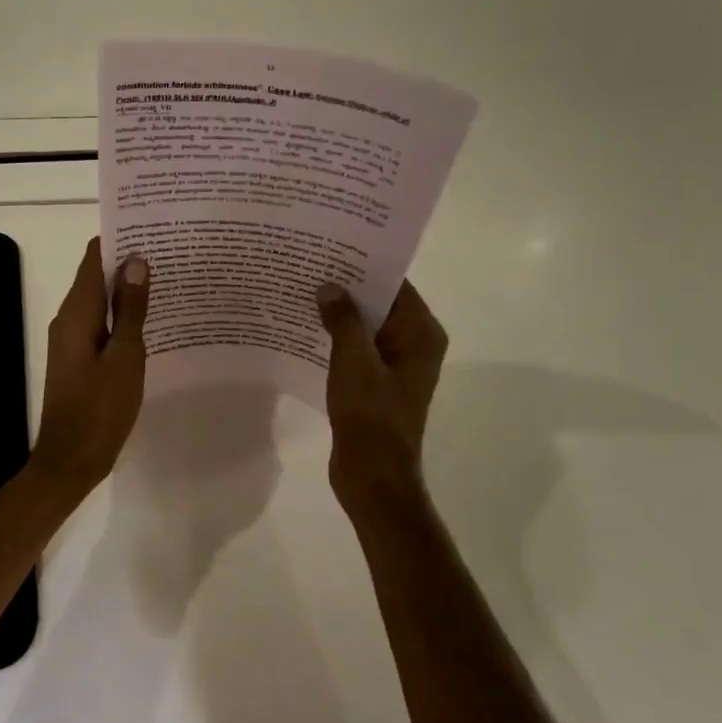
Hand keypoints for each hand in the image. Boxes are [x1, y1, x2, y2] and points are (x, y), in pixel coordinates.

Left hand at [31, 239, 150, 493]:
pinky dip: (121, 316)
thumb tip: (135, 260)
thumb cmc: (101, 408)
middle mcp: (68, 319)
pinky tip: (151, 320)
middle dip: (127, 262)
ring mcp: (71, 340)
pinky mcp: (78, 358)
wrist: (71, 459)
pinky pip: (100, 324)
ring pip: (99, 302)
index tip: (151, 228)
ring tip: (167, 279)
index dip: (118, 239)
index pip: (93, 258)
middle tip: (170, 252)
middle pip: (95, 276)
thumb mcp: (125, 356)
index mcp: (76, 313)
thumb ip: (131, 309)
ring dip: (126, 290)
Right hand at [316, 281, 446, 520]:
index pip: (394, 285)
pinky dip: (336, 337)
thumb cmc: (371, 415)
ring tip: (300, 290)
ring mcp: (395, 364)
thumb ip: (343, 319)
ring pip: (365, 326)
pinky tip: (305, 327)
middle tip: (308, 265)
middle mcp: (414, 344)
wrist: (373, 475)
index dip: (363, 266)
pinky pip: (357, 348)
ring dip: (338, 313)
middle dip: (346, 287)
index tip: (330, 247)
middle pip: (380, 303)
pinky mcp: (376, 382)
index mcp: (421, 334)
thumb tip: (329, 286)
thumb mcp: (354, 361)